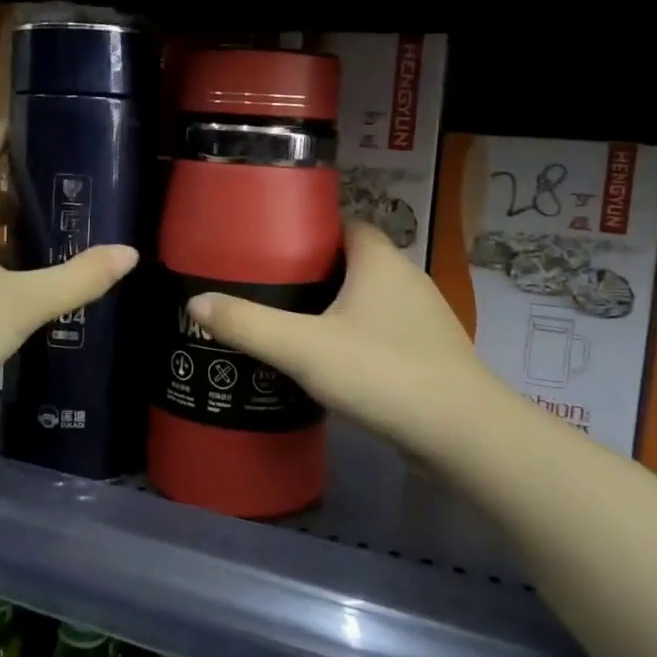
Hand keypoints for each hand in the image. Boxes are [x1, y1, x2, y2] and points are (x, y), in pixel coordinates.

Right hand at [187, 220, 478, 454]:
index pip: (343, 224)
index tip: (271, 249)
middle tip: (270, 288)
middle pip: (353, 261)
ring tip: (292, 324)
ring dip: (336, 307)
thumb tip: (195, 302)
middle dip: (315, 272)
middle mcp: (406, 278)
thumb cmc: (381, 371)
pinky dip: (357, 337)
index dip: (308, 231)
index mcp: (379, 259)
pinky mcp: (429, 352)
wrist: (461, 433)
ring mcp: (423, 317)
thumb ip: (248, 324)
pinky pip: (383, 330)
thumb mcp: (302, 347)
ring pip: (369, 298)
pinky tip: (330, 362)